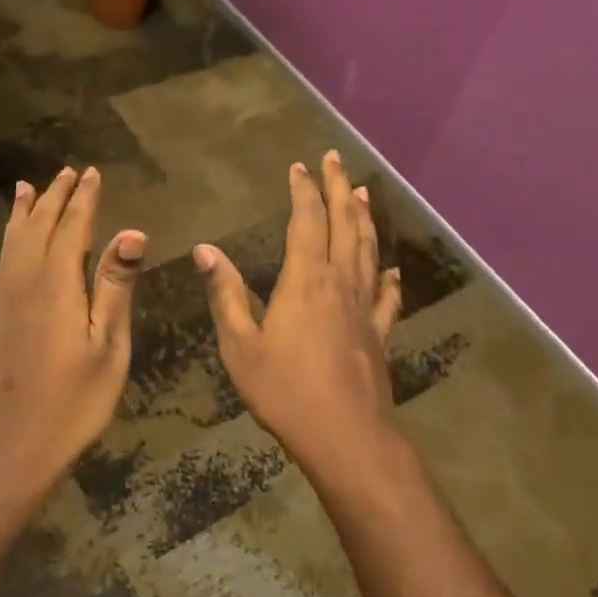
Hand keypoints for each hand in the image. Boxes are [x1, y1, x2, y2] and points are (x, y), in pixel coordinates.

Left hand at [0, 166, 144, 478]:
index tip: (93, 173)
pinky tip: (15, 237)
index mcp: (58, 282)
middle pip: (41, 225)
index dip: (84, 199)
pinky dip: (11, 235)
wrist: (13, 442)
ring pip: (16, 238)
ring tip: (31, 187)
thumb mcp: (108, 344)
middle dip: (57, 197)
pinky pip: (4, 257)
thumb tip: (133, 232)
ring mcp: (8, 296)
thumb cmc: (74, 398)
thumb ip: (116, 285)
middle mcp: (27, 279)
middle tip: (70, 171)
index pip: (73, 227)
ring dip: (27, 210)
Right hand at [194, 151, 401, 465]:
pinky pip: (388, 297)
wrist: (346, 436)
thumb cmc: (285, 391)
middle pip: (344, 225)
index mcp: (305, 281)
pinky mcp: (380, 333)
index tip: (300, 166)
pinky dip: (389, 278)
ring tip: (362, 192)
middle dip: (339, 188)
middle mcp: (340, 283)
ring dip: (364, 218)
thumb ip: (225, 294)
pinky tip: (392, 270)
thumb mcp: (240, 345)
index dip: (304, 191)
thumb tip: (205, 250)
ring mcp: (365, 308)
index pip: (307, 222)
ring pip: (369, 251)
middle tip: (335, 159)